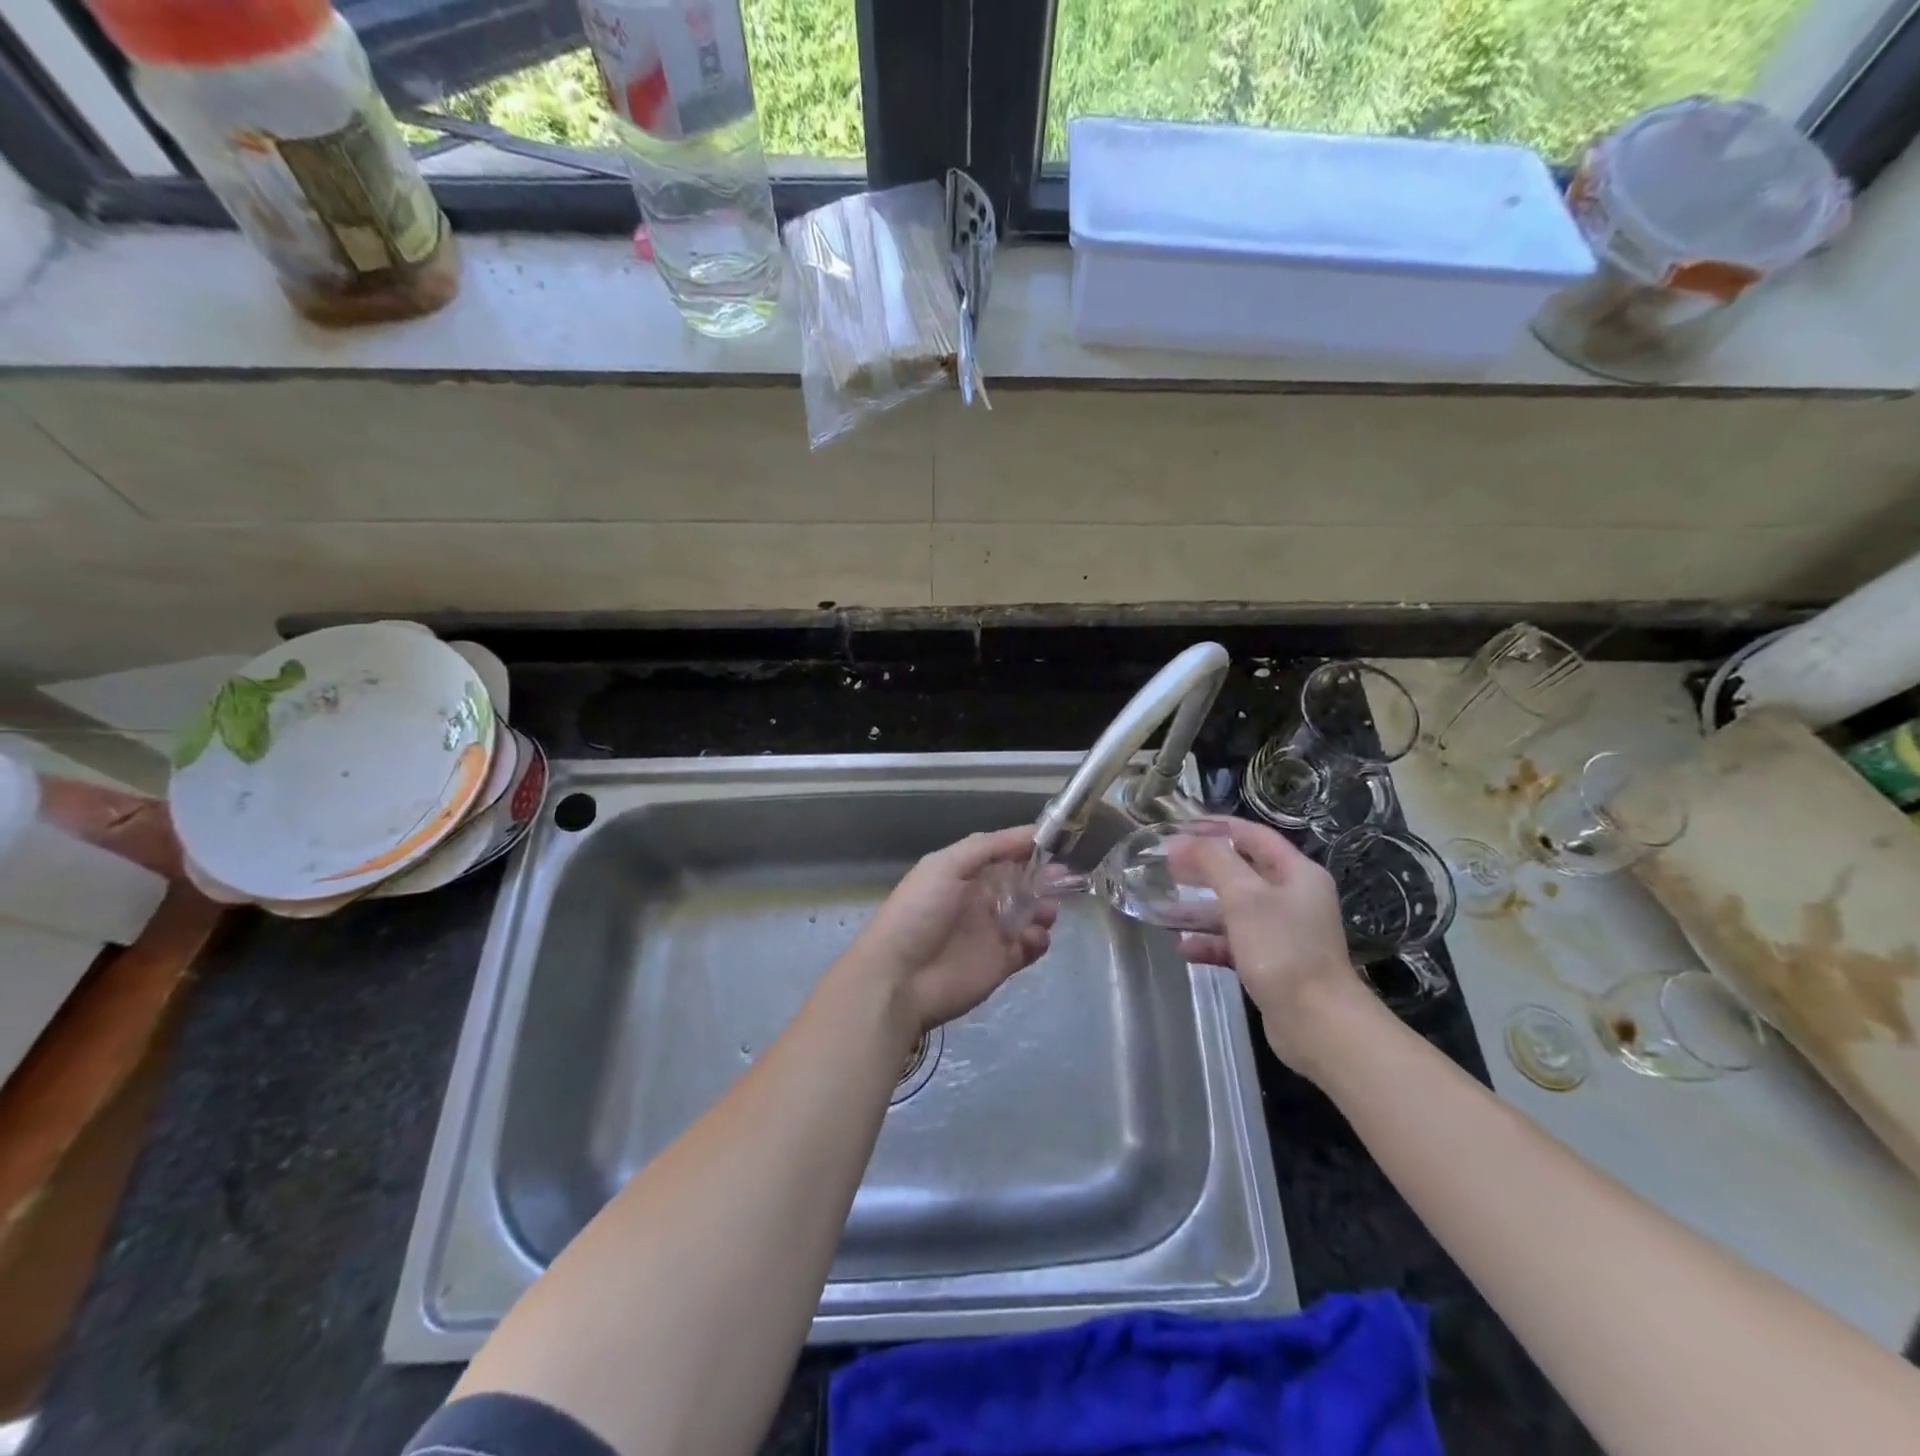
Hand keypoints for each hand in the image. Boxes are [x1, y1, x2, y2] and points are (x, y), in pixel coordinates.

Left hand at [846, 826, 1056, 1040]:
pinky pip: (1030, 946)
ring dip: (1044, 907)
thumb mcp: (945, 866)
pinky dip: (1038, 939)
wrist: (898, 978)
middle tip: (1063, 877)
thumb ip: (987, 847)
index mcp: (964, 873)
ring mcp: (991, 932)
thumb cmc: (919, 913)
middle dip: (1044, 877)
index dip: (1027, 846)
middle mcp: (979, 899)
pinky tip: (1032, 937)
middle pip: (1022, 882)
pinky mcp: (1001, 963)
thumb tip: (1029, 833)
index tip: (1056, 840)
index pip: (1003, 853)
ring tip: (1048, 911)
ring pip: (1030, 913)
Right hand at [1172, 816, 1375, 1077]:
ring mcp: (1283, 933)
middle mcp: (1293, 898)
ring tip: (1162, 908)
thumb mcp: (1244, 897)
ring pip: (1234, 910)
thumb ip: (1214, 862)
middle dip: (1202, 868)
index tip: (1180, 826)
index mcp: (1296, 874)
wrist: (1318, 1023)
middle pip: (1241, 872)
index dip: (1217, 827)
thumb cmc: (1282, 950)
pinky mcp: (1272, 964)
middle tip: (1165, 865)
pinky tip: (1183, 948)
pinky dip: (1210, 943)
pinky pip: (1234, 944)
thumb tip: (1184, 842)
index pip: (1253, 836)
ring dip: (1199, 909)